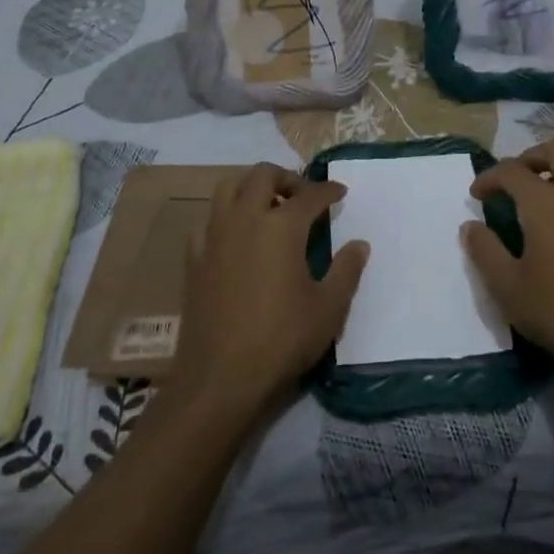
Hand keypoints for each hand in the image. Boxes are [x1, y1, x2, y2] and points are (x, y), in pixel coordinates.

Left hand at [172, 163, 368, 416]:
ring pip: (229, 187)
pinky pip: (208, 220)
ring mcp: (214, 236)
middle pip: (263, 175)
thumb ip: (347, 270)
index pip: (310, 195)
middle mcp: (245, 219)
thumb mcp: (328, 309)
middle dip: (287, 177)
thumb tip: (359, 244)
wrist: (219, 378)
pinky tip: (236, 237)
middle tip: (303, 195)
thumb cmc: (281, 340)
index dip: (329, 191)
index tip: (340, 193)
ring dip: (251, 186)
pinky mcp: (194, 258)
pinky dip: (226, 216)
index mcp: (281, 226)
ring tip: (268, 205)